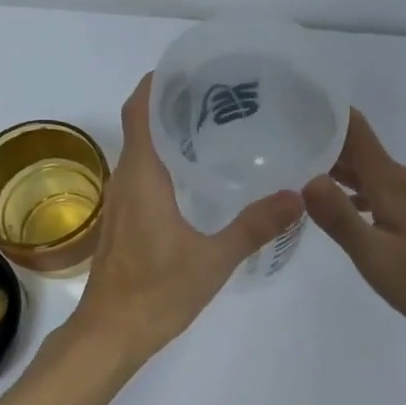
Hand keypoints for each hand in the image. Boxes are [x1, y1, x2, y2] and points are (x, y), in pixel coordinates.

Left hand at [69, 73, 303, 367]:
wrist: (109, 336)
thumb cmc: (155, 292)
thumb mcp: (214, 259)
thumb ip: (255, 226)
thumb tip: (296, 196)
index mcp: (142, 176)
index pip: (140, 110)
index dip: (157, 82)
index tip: (190, 68)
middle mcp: (126, 179)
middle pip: (142, 123)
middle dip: (173, 102)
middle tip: (220, 94)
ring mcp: (122, 201)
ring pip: (141, 149)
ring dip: (169, 131)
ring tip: (215, 125)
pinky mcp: (125, 219)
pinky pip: (143, 173)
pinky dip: (166, 159)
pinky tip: (199, 174)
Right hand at [302, 109, 405, 345]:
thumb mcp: (375, 255)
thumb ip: (340, 217)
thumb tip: (307, 179)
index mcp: (389, 181)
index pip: (355, 129)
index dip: (327, 112)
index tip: (294, 104)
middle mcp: (400, 179)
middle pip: (357, 147)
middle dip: (322, 138)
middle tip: (281, 137)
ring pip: (366, 169)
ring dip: (335, 165)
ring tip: (297, 166)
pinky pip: (375, 187)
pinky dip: (352, 187)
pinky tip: (335, 202)